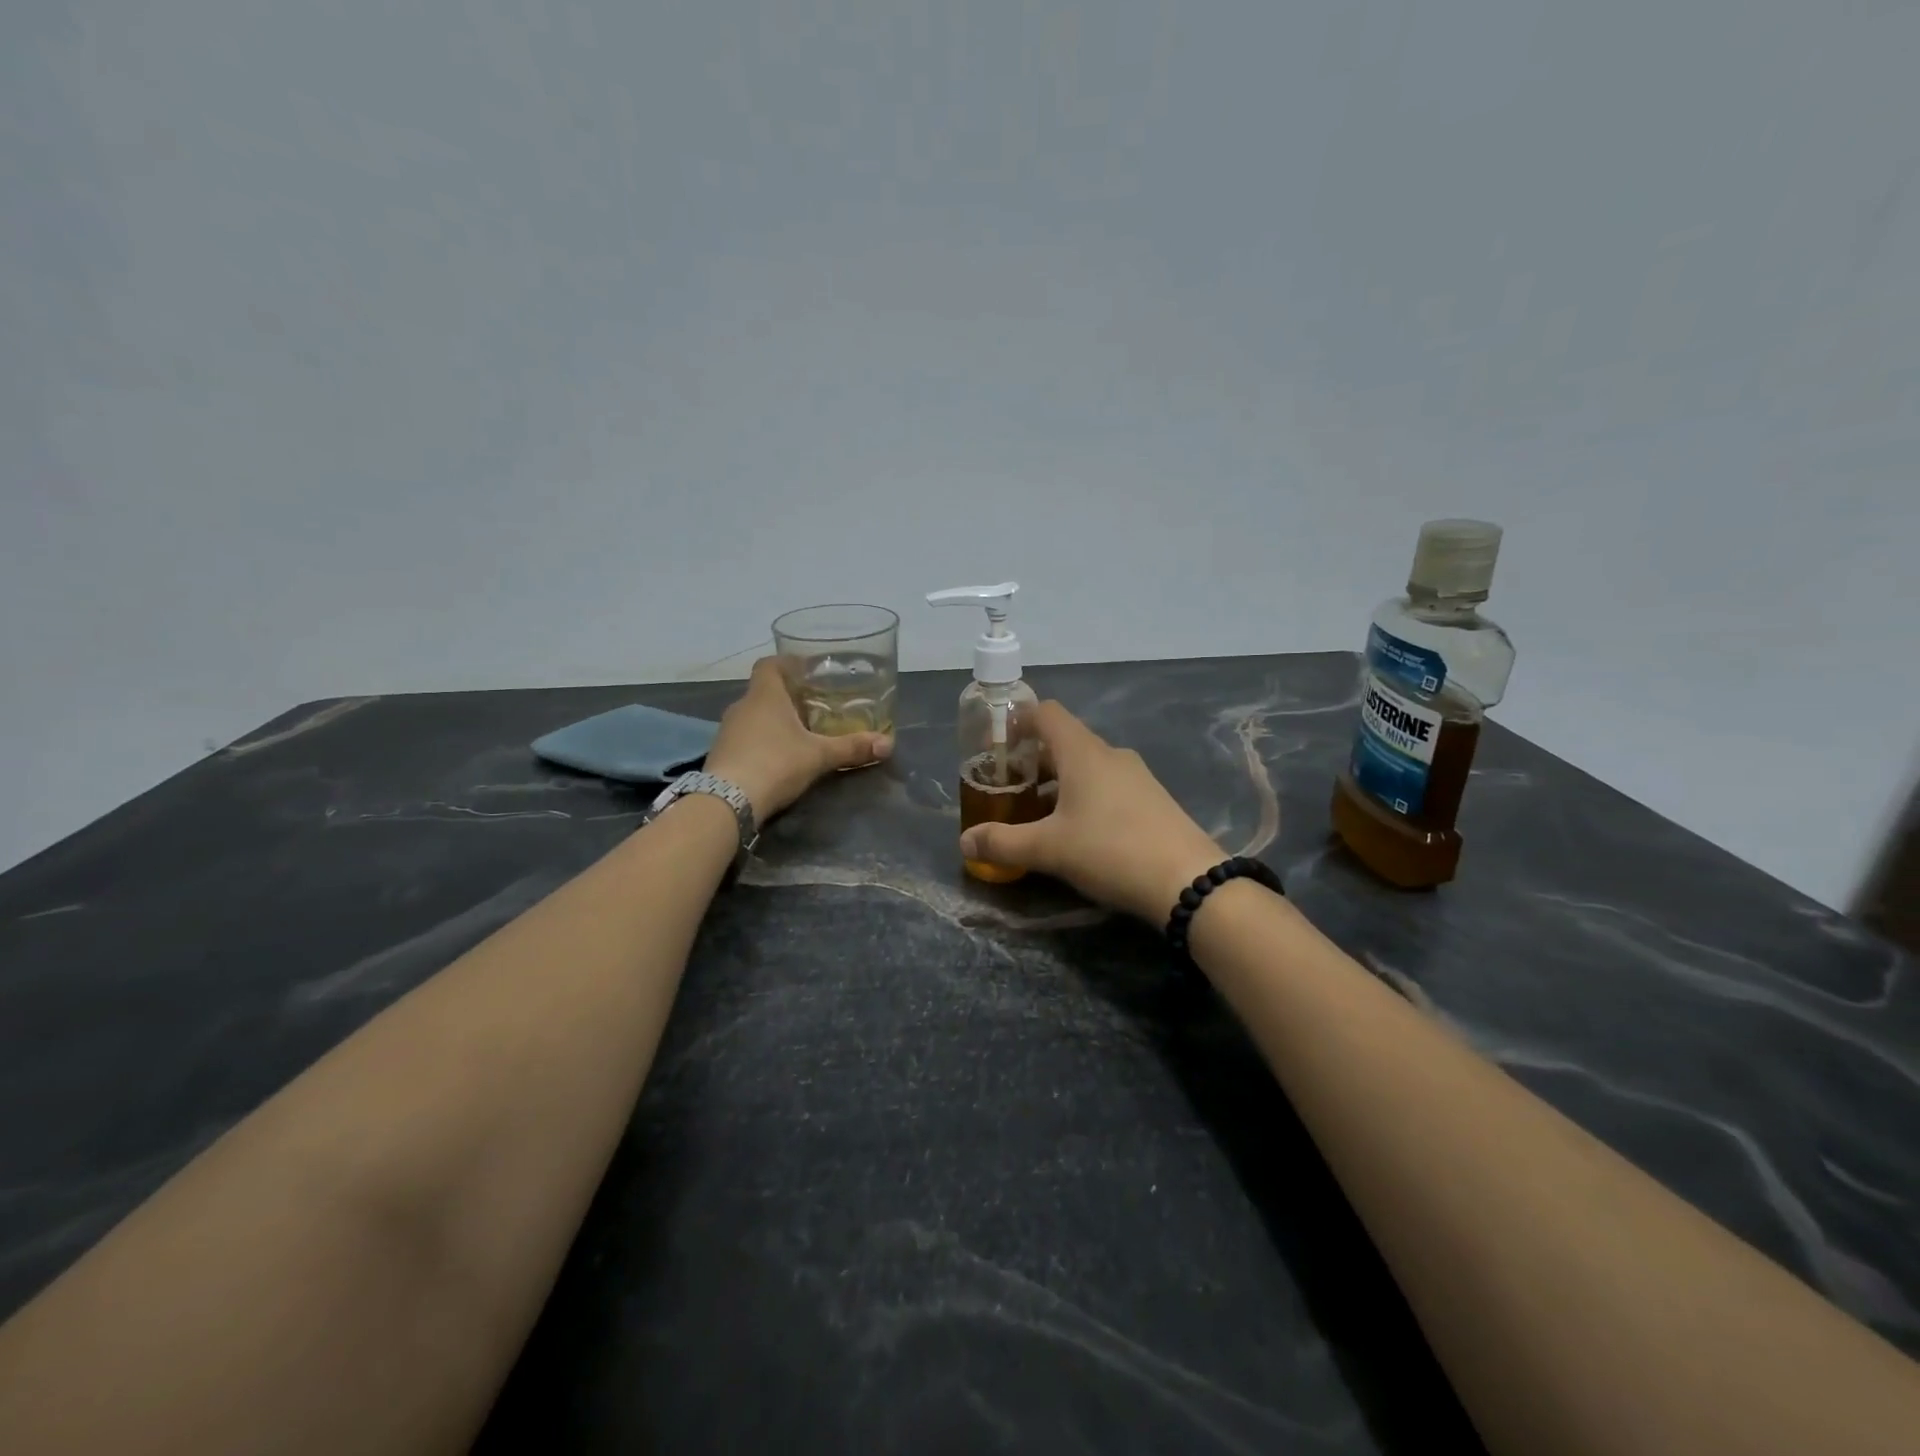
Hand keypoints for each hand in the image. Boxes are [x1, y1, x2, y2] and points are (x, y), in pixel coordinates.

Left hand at [703, 657, 891, 821]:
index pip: (770, 664)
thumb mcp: (819, 756)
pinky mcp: (721, 754)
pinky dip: (761, 741)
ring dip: (773, 721)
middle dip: (787, 696)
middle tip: (814, 705)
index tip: (807, 670)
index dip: (787, 663)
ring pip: (754, 716)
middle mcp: (742, 706)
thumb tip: (888, 744)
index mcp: (764, 695)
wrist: (727, 801)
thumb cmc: (776, 763)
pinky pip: (745, 738)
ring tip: (800, 732)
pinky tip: (778, 757)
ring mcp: (727, 731)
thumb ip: (852, 748)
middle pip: (764, 691)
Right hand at [958, 701, 1224, 922]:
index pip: (1047, 713)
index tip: (997, 745)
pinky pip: (1108, 786)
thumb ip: (1002, 843)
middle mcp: (1110, 755)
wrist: (1189, 882)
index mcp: (1083, 752)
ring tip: (1037, 815)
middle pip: (1064, 742)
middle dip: (1032, 761)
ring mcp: (1137, 777)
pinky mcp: (1153, 800)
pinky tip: (1077, 833)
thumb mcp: (1048, 849)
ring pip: (1087, 767)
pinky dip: (1084, 797)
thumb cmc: (1110, 851)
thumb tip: (964, 841)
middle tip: (1009, 789)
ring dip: (1058, 783)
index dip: (1019, 720)